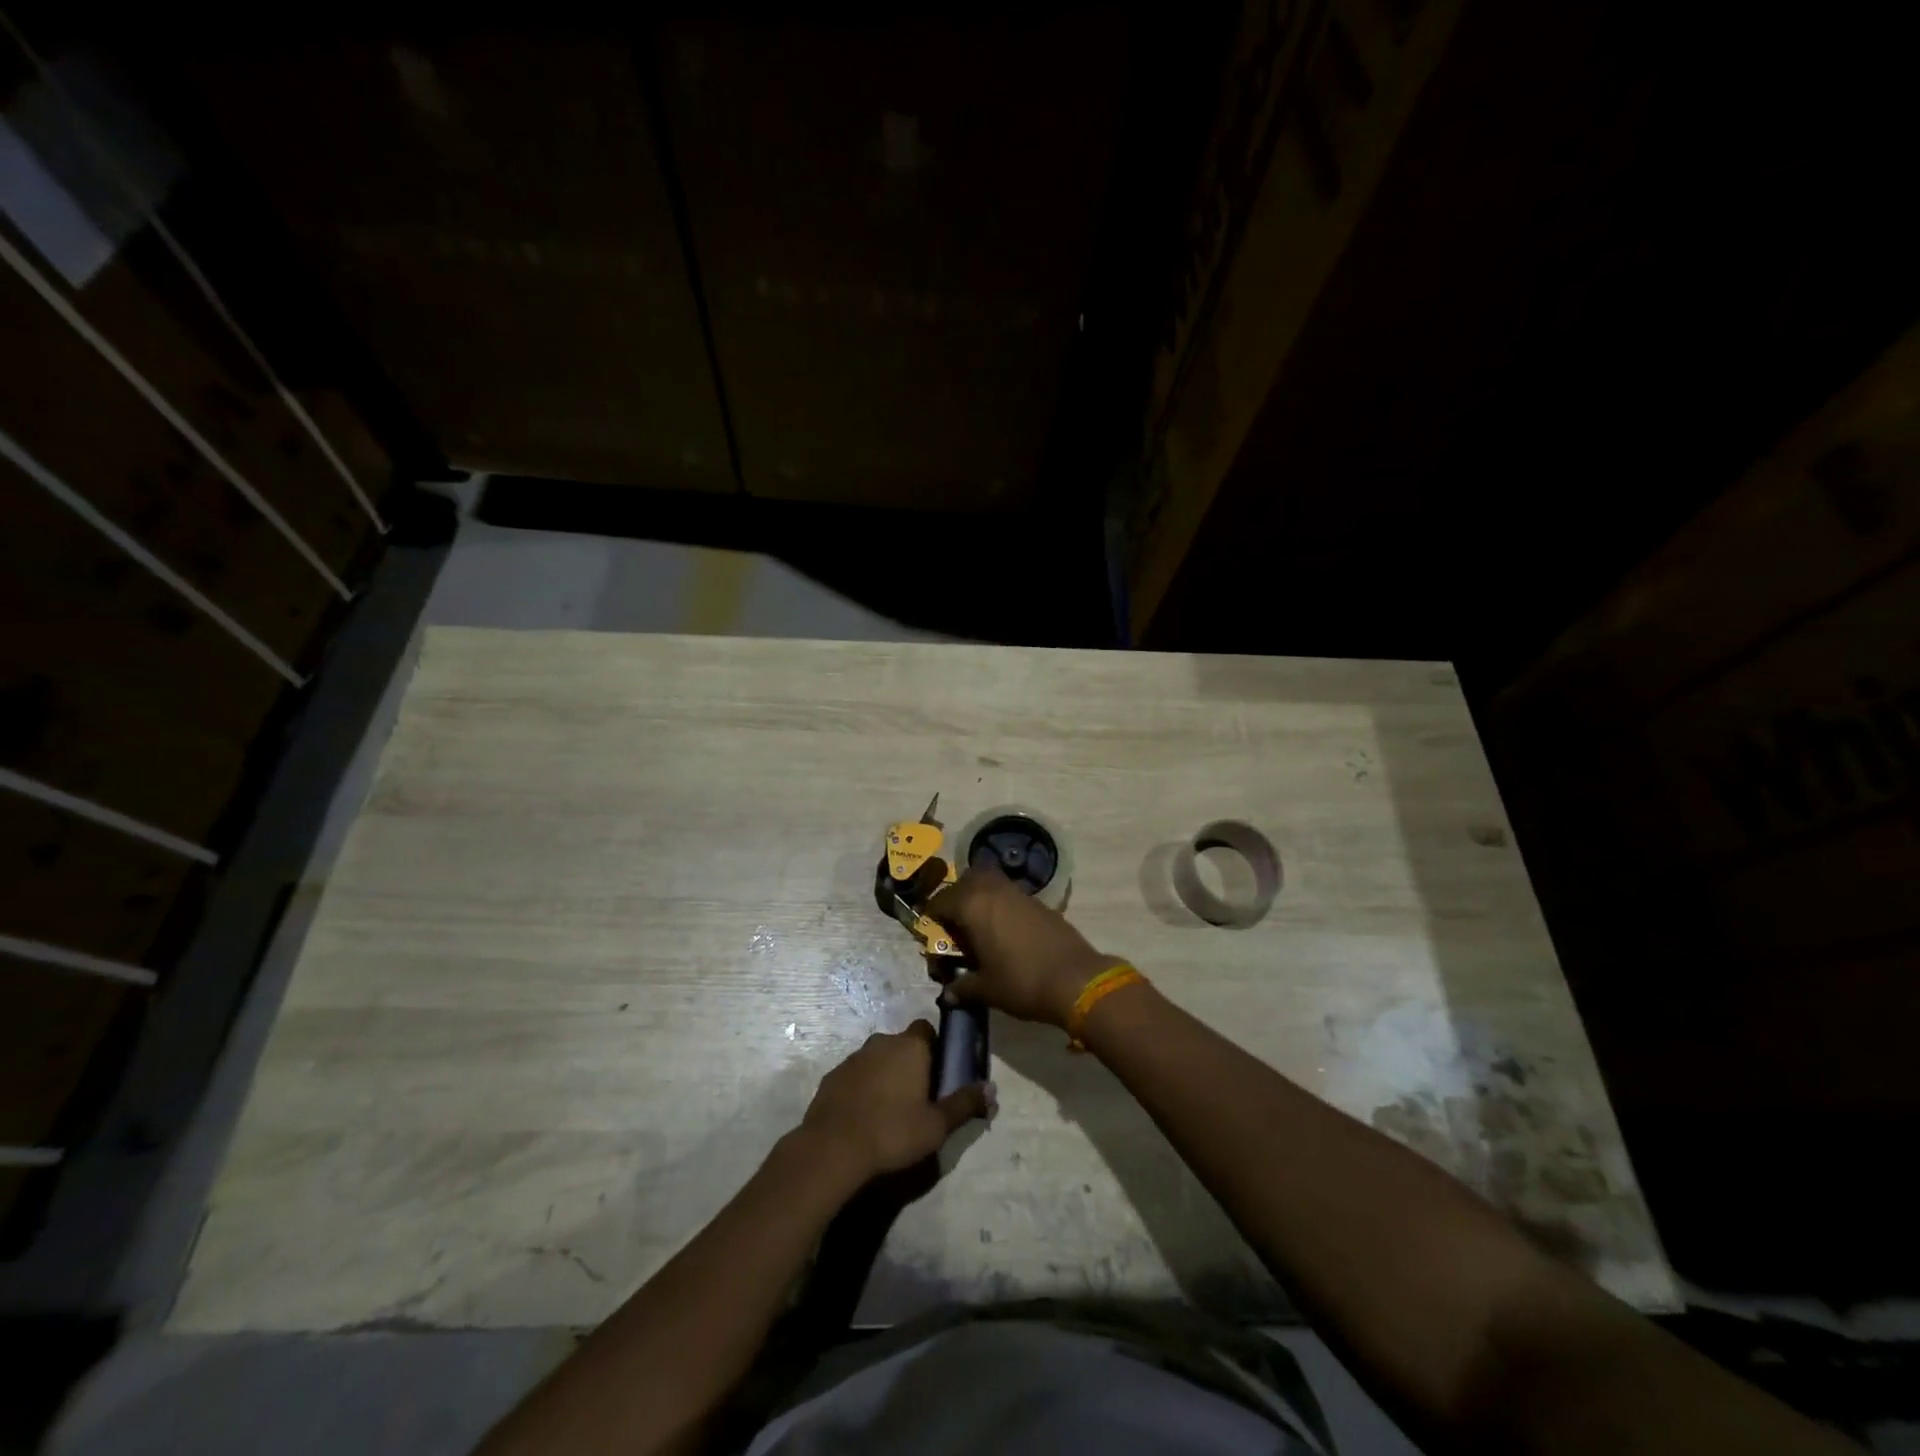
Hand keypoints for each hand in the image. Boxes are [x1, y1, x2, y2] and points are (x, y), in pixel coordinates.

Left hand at [801, 1022, 990, 1180]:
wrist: (833, 1148)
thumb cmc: (893, 1132)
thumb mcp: (937, 1125)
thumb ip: (965, 1104)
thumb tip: (991, 1089)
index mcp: (910, 1046)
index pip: (927, 1030)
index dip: (934, 1048)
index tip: (938, 1074)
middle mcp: (882, 1042)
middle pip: (902, 1045)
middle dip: (910, 1064)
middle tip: (917, 1097)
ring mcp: (854, 1057)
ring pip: (877, 1059)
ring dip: (885, 1075)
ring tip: (890, 1110)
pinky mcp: (833, 1076)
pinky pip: (856, 1075)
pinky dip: (863, 1088)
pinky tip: (865, 1116)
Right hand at [925, 865, 1116, 1028]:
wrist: (1076, 980)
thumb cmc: (1022, 982)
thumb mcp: (986, 990)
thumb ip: (962, 988)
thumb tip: (948, 994)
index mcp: (972, 905)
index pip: (940, 901)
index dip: (931, 919)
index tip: (932, 939)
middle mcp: (993, 890)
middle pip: (966, 882)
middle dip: (956, 900)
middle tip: (955, 928)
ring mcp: (1018, 893)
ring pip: (990, 884)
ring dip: (980, 900)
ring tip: (979, 930)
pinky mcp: (1039, 902)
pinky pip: (1010, 896)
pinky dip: (1001, 907)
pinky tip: (1005, 934)